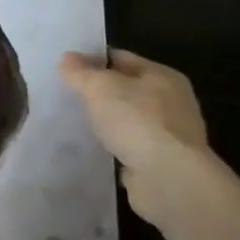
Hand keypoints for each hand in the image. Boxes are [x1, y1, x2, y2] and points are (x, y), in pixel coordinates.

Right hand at [59, 47, 211, 228]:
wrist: (169, 180)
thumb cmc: (137, 121)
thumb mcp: (99, 87)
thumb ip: (80, 72)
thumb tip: (67, 59)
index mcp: (163, 76)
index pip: (121, 58)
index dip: (93, 60)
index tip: (67, 68)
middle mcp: (172, 102)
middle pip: (127, 89)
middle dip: (100, 92)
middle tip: (68, 95)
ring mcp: (170, 136)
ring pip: (129, 120)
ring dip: (108, 122)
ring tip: (78, 122)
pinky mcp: (163, 164)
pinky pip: (131, 146)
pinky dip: (115, 146)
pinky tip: (95, 148)